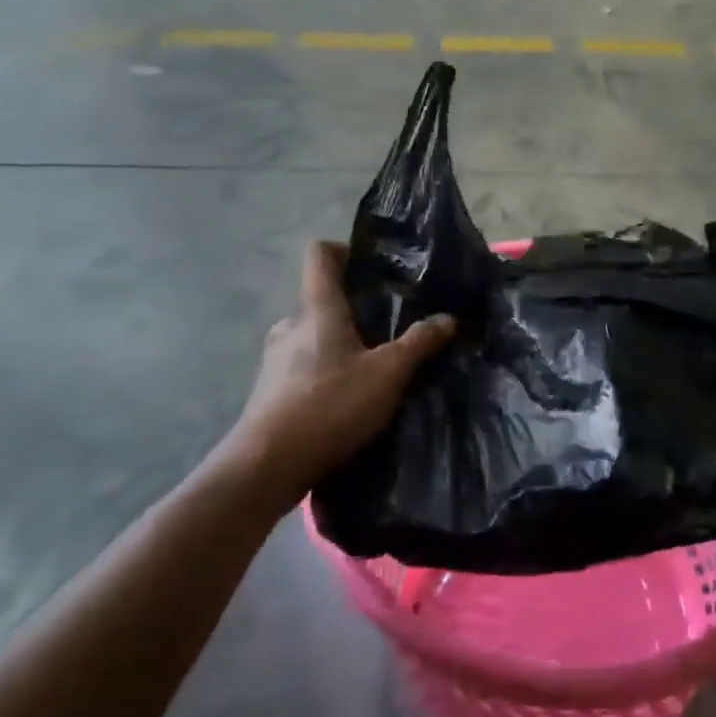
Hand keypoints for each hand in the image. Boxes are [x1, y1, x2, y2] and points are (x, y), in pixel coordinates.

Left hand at [212, 241, 454, 511]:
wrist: (267, 466)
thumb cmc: (329, 405)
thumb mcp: (387, 374)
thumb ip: (419, 343)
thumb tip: (449, 318)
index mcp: (317, 308)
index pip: (320, 254)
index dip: (345, 250)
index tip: (375, 268)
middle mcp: (291, 325)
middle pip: (321, 298)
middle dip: (354, 307)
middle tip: (389, 326)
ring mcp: (275, 358)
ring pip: (313, 335)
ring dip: (340, 343)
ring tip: (372, 365)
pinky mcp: (270, 390)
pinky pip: (303, 365)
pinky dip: (325, 371)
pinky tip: (347, 398)